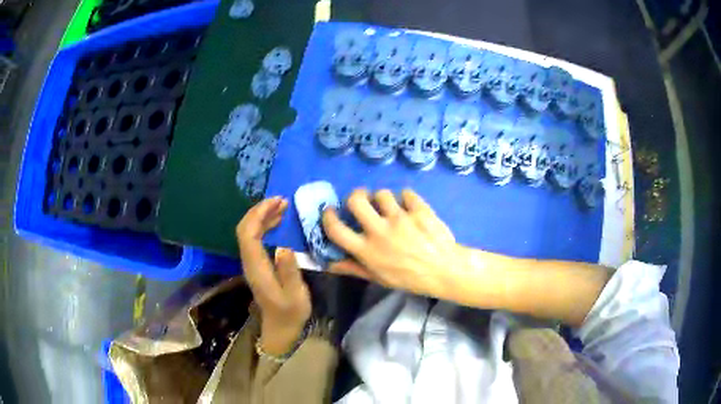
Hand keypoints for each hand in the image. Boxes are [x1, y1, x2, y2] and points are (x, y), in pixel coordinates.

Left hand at [236, 197, 310, 355]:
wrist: (280, 328)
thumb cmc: (291, 313)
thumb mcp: (296, 295)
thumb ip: (289, 271)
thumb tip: (283, 246)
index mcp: (257, 268)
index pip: (248, 234)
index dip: (258, 214)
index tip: (277, 203)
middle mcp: (249, 262)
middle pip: (245, 229)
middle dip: (260, 211)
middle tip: (281, 201)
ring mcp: (251, 263)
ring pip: (249, 232)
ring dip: (262, 217)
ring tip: (282, 207)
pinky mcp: (257, 264)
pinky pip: (255, 239)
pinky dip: (264, 226)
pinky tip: (278, 222)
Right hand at [322, 189, 466, 299]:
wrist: (445, 270)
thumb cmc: (410, 278)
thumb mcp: (379, 278)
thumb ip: (353, 268)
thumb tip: (329, 263)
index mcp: (367, 250)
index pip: (336, 229)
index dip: (328, 216)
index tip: (330, 211)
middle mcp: (380, 231)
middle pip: (356, 200)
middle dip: (356, 195)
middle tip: (362, 199)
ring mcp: (401, 219)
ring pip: (382, 193)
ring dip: (383, 198)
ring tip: (391, 207)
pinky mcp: (419, 210)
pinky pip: (406, 193)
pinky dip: (406, 198)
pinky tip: (410, 207)